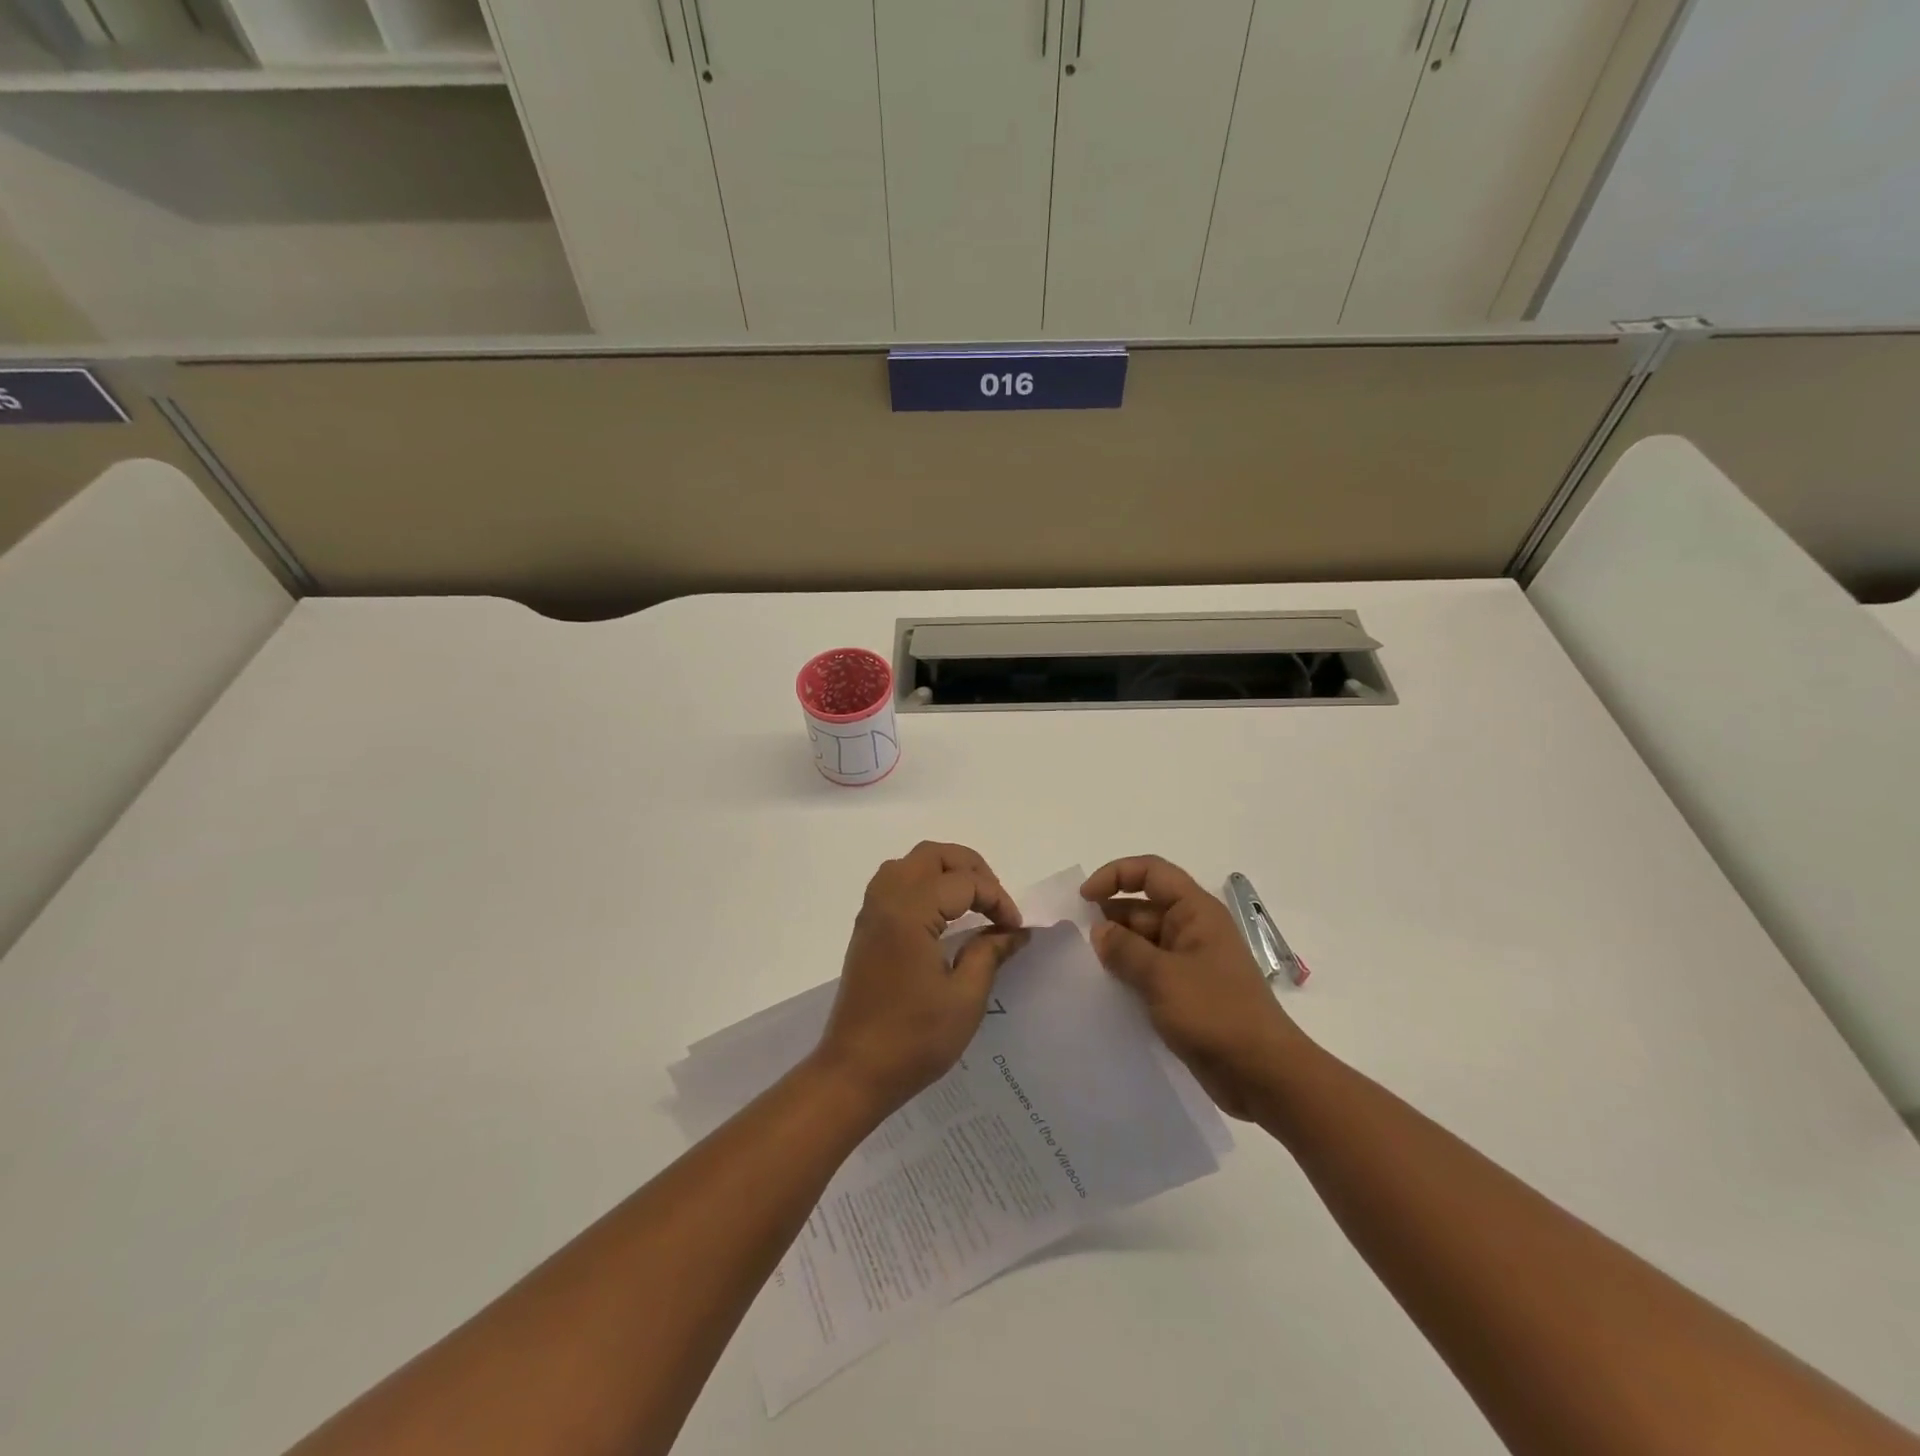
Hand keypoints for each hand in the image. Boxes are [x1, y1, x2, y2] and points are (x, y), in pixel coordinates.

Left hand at [814, 842, 1027, 1116]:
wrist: (854, 1072)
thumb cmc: (914, 1039)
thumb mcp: (965, 998)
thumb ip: (990, 953)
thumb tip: (1016, 931)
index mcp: (910, 912)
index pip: (964, 882)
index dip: (997, 899)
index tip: (1015, 929)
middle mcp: (886, 901)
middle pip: (931, 855)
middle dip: (970, 868)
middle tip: (995, 900)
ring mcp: (871, 913)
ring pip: (909, 864)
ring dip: (944, 870)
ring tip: (972, 900)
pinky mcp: (865, 929)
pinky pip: (894, 883)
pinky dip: (923, 883)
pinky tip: (941, 914)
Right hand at [1082, 855, 1305, 1119]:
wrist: (1264, 1075)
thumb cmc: (1216, 1014)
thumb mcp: (1163, 977)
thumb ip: (1125, 950)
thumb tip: (1099, 931)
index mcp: (1196, 912)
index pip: (1151, 872)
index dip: (1115, 875)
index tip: (1084, 898)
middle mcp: (1193, 930)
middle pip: (1143, 907)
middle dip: (1109, 917)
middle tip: (1074, 940)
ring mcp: (1190, 963)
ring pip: (1143, 942)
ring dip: (1116, 949)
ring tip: (1082, 966)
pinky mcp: (1186, 994)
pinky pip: (1149, 972)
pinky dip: (1127, 975)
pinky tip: (1104, 991)